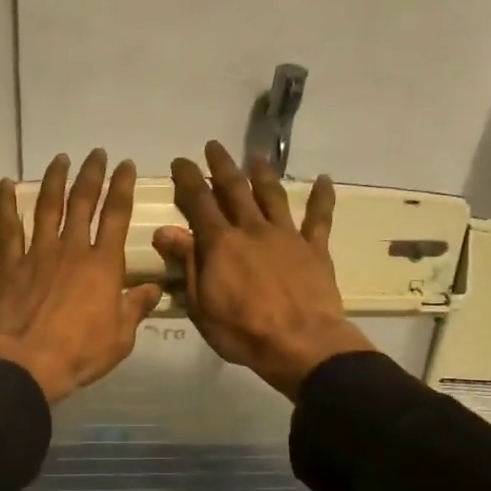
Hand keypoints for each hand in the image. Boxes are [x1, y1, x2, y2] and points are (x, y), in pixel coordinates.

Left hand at [0, 149, 163, 404]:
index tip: (125, 165)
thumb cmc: (81, 352)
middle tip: (96, 154)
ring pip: (48, 207)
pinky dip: (6, 204)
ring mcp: (38, 254)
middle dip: (91, 174)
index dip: (122, 187)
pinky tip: (7, 184)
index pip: (116, 215)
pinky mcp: (11, 266)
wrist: (29, 362)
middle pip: (83, 202)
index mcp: (103, 265)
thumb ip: (135, 308)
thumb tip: (153, 290)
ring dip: (55, 180)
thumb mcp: (121, 336)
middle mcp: (72, 249)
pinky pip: (8, 229)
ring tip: (60, 159)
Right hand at [153, 141, 375, 398]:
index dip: (188, 179)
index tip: (180, 161)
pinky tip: (325, 180)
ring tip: (257, 157)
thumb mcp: (201, 304)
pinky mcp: (314, 248)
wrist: (300, 343)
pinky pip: (319, 218)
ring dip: (263, 174)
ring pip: (273, 195)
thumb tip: (165, 231)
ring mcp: (286, 235)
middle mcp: (252, 229)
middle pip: (235, 189)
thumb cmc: (241, 331)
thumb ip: (187, 263)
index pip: (199, 201)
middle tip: (213, 146)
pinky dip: (322, 197)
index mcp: (221, 243)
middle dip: (222, 165)